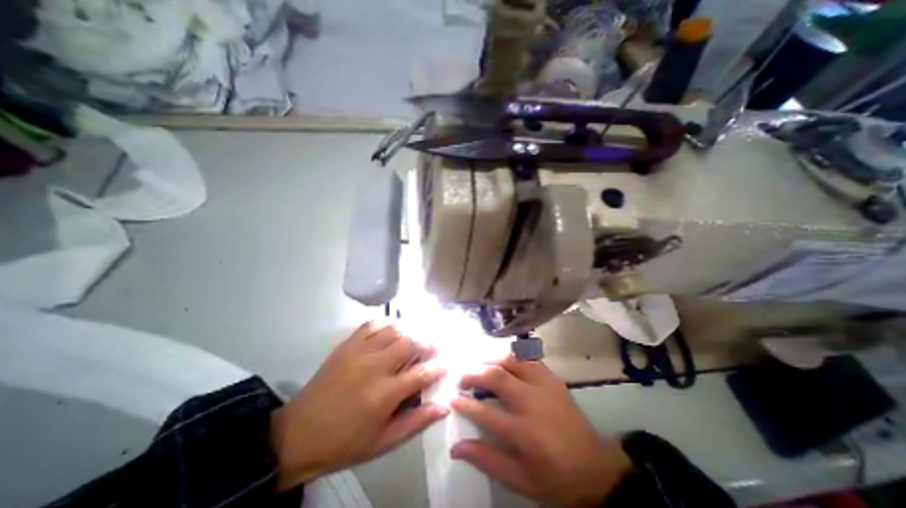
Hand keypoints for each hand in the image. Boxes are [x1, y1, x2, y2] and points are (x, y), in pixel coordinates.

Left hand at [272, 320, 447, 488]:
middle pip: (410, 342)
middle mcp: (375, 367)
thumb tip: (444, 407)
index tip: (448, 362)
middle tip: (434, 347)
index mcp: (385, 394)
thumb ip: (416, 422)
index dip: (439, 365)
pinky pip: (372, 324)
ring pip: (394, 329)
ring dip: (410, 331)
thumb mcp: (383, 442)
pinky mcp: (347, 345)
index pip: (422, 373)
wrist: (298, 434)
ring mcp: (360, 352)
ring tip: (416, 337)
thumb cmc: (345, 442)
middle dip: (428, 342)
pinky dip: (387, 323)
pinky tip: (392, 330)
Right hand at [450, 357, 632, 507]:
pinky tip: (505, 361)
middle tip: (462, 378)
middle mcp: (532, 401)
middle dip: (474, 374)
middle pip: (496, 376)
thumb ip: (487, 460)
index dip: (464, 404)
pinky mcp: (553, 378)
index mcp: (524, 431)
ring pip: (512, 360)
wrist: (596, 468)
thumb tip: (456, 448)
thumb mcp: (520, 480)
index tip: (453, 399)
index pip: (485, 412)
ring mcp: (544, 385)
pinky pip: (529, 358)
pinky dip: (514, 356)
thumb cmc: (555, 478)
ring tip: (480, 367)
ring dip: (491, 360)